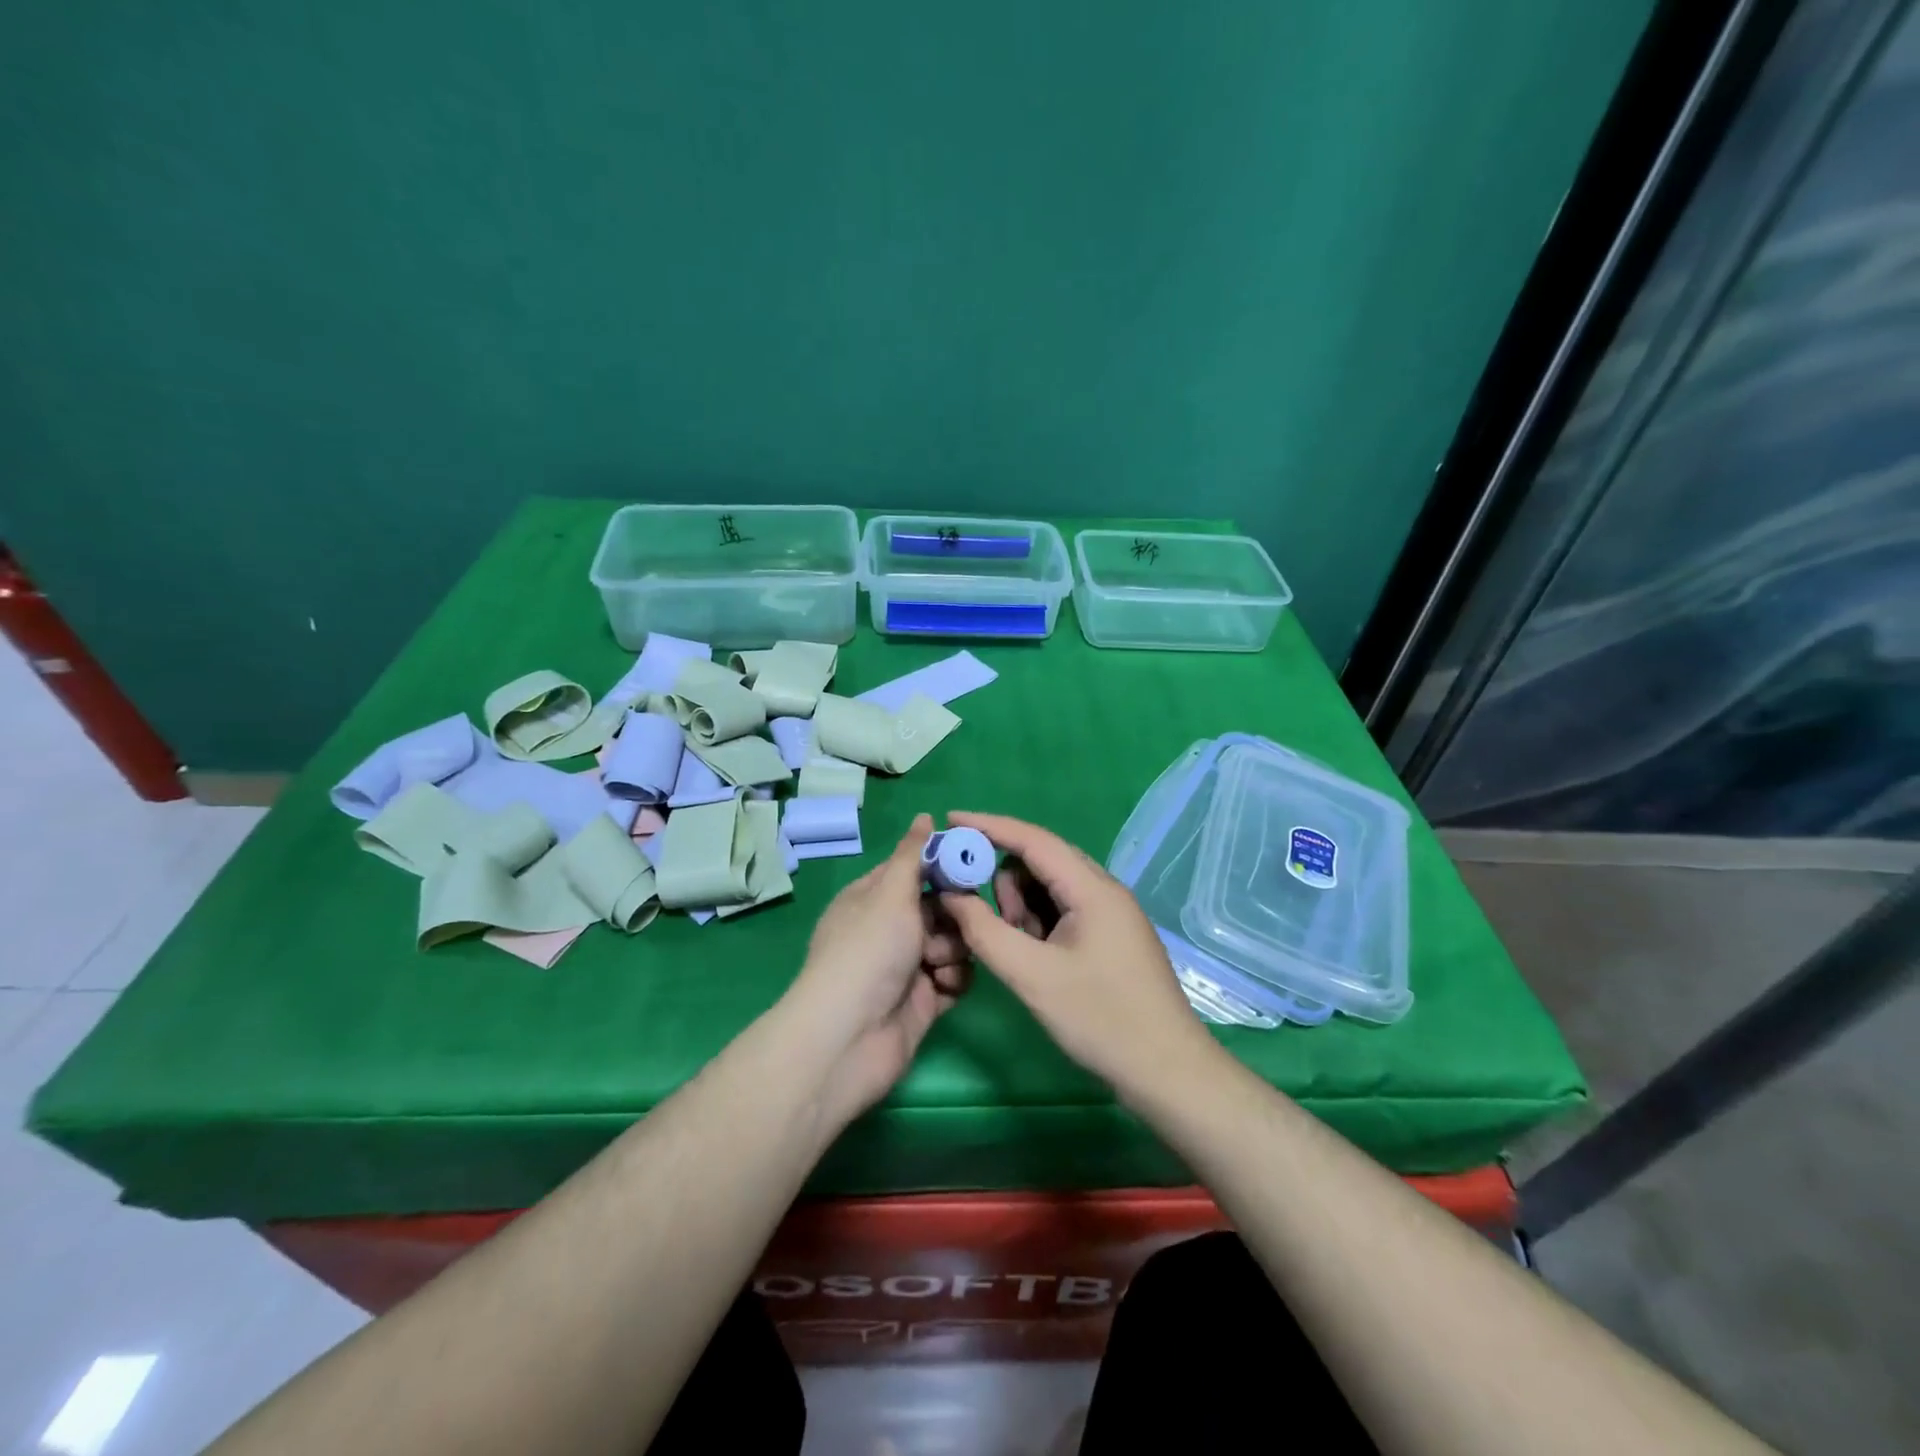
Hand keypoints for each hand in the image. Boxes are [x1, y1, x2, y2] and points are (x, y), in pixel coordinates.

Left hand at [780, 813, 970, 1124]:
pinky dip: (954, 980)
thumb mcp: (890, 893)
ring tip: (939, 963)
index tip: (972, 862)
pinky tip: (944, 986)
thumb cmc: (869, 951)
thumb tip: (925, 815)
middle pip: (938, 907)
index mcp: (872, 899)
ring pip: (951, 942)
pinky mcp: (923, 1000)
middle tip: (961, 918)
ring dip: (954, 949)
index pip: (913, 870)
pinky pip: (954, 978)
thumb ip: (912, 855)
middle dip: (954, 913)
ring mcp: (906, 967)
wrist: (852, 1036)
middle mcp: (889, 930)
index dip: (941, 866)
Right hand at [938, 811, 1218, 1098]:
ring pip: (1050, 888)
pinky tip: (1032, 956)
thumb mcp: (1032, 976)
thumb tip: (950, 896)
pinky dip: (1039, 924)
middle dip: (1003, 880)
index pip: (1033, 839)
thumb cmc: (1101, 1020)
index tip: (951, 820)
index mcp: (1092, 888)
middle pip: (1041, 862)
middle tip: (982, 918)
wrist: (1167, 1071)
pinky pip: (1064, 911)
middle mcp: (1103, 890)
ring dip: (1022, 907)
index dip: (989, 826)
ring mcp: (1110, 913)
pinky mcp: (1110, 935)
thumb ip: (985, 932)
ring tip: (1015, 949)